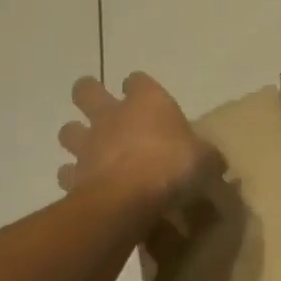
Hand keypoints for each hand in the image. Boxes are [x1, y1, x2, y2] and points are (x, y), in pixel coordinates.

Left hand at [56, 73, 220, 222]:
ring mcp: (88, 145)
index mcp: (147, 103)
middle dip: (91, 94)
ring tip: (93, 150)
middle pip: (87, 91)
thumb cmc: (173, 166)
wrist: (129, 199)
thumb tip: (213, 161)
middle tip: (102, 106)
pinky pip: (68, 172)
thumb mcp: (206, 160)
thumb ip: (206, 156)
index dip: (140, 86)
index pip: (138, 81)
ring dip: (78, 136)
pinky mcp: (73, 175)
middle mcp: (112, 116)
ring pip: (69, 130)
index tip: (145, 95)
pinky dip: (76, 176)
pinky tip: (90, 185)